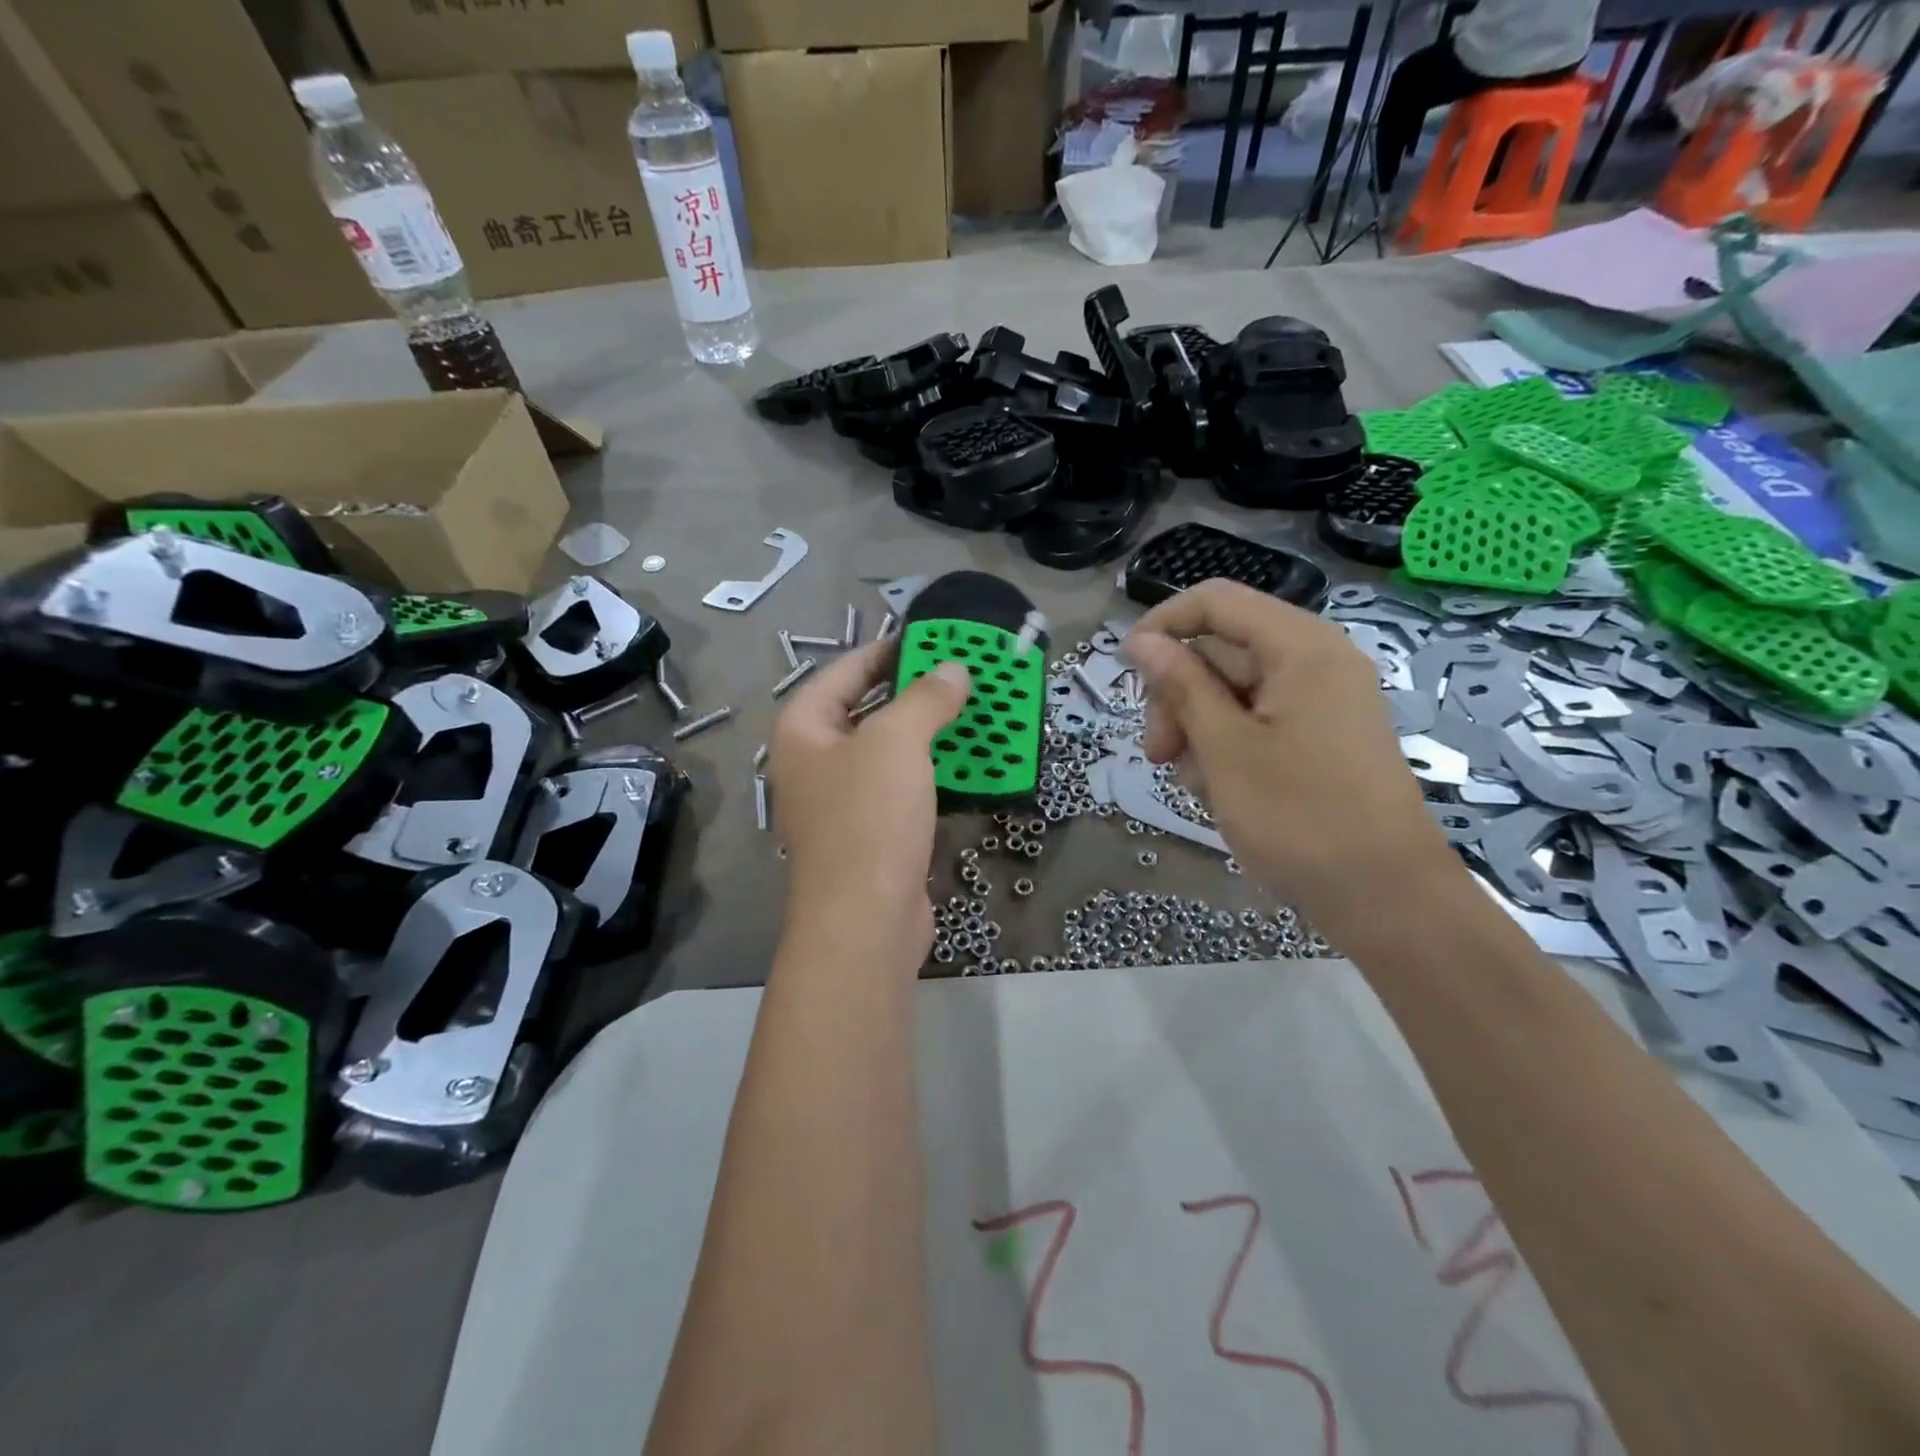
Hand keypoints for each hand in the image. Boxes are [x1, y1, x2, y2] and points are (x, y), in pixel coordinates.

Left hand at [770, 642, 971, 970]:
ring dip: (928, 733)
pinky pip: (902, 788)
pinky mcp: (871, 834)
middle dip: (913, 692)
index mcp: (803, 730)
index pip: (844, 672)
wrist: (865, 920)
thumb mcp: (897, 742)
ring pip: (888, 752)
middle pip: (866, 710)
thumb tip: (952, 669)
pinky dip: (931, 773)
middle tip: (960, 674)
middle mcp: (815, 762)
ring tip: (973, 712)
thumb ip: (925, 698)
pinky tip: (966, 764)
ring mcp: (841, 802)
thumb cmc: (868, 817)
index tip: (929, 639)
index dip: (886, 651)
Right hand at [1122, 580, 1458, 932]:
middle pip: (1220, 649)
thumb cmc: (1298, 816)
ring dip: (1197, 729)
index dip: (1162, 625)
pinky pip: (1256, 721)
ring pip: (1232, 691)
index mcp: (1299, 646)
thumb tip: (1140, 641)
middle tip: (1158, 753)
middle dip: (1178, 696)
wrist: (1384, 896)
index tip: (1125, 672)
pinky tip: (1218, 791)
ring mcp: (1320, 700)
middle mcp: (1315, 660)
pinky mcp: (1320, 735)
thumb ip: (1180, 686)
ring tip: (1194, 783)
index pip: (1215, 601)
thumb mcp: (1224, 748)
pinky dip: (1226, 747)